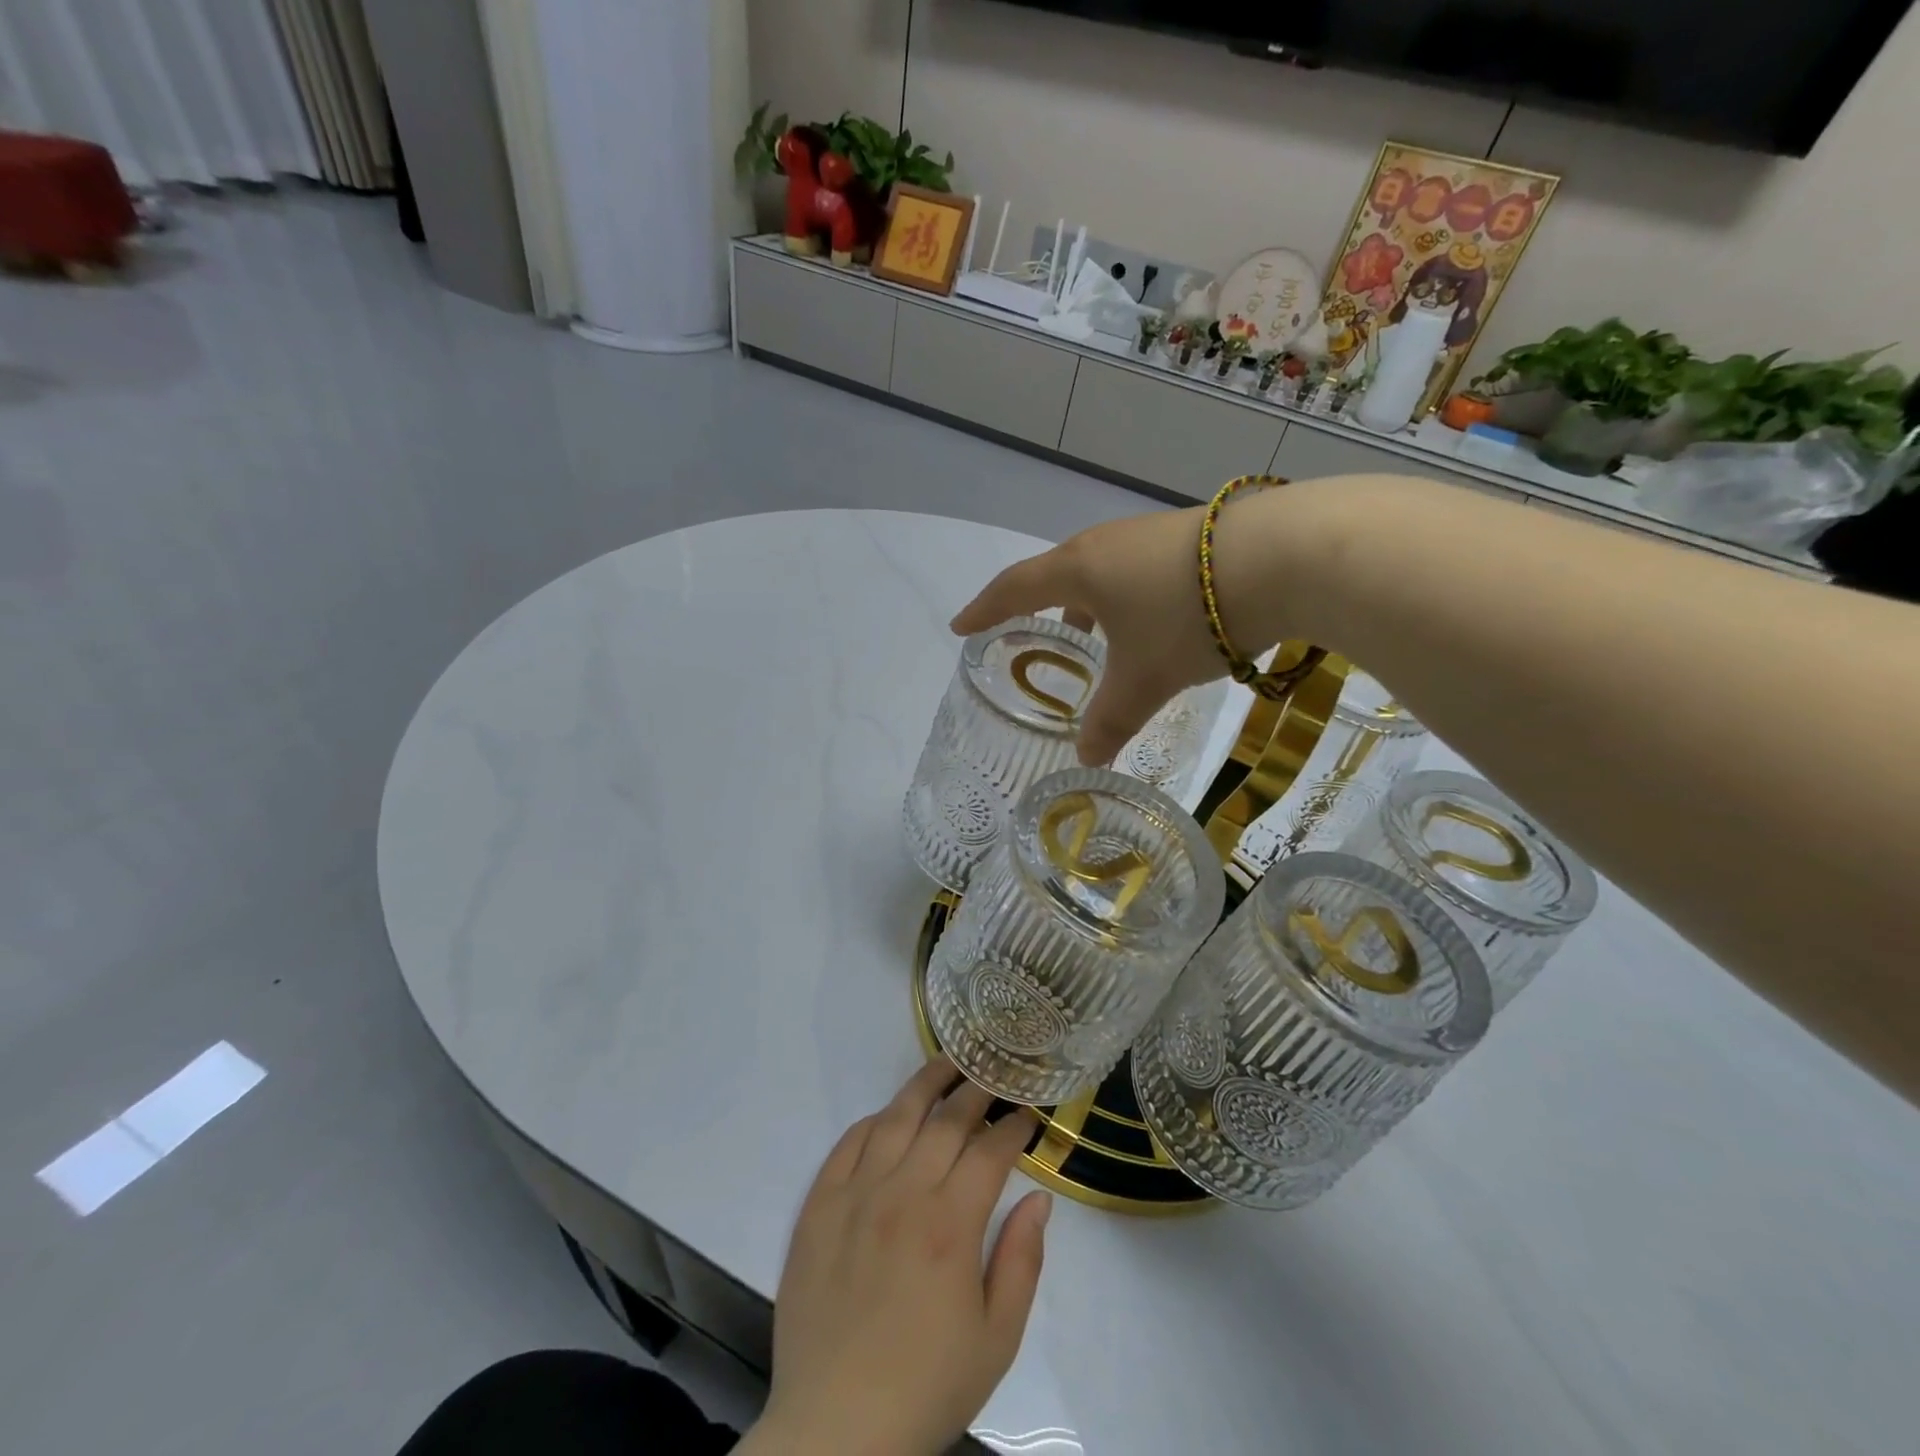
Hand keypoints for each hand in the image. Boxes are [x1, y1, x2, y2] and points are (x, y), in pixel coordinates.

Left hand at [741, 1058, 1051, 1455]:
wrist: (834, 1428)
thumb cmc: (925, 1386)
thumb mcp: (996, 1339)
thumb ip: (1022, 1261)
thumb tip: (1039, 1198)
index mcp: (951, 1225)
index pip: (989, 1150)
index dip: (1013, 1126)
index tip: (1027, 1113)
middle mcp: (904, 1193)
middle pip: (946, 1121)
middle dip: (976, 1090)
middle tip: (994, 1072)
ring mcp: (856, 1193)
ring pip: (896, 1117)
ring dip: (926, 1084)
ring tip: (947, 1061)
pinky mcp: (819, 1204)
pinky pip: (848, 1142)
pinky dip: (873, 1120)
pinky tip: (889, 1113)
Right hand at [952, 506, 1231, 765]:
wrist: (1283, 555)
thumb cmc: (1187, 618)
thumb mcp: (1144, 679)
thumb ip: (1110, 720)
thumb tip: (1087, 759)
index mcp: (1079, 570)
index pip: (1014, 589)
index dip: (984, 610)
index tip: (961, 625)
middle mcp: (1106, 544)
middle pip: (1058, 574)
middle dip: (1042, 606)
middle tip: (1036, 632)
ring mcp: (1149, 534)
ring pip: (1103, 572)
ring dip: (1092, 603)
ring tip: (1100, 635)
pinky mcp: (1190, 536)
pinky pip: (1138, 569)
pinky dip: (1129, 597)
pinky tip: (1156, 620)